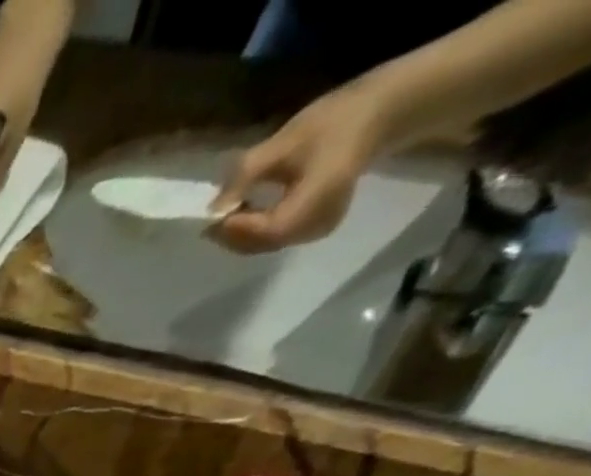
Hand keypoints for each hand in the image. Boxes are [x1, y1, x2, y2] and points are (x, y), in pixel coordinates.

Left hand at [211, 85, 393, 253]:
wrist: (381, 115)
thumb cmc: (336, 120)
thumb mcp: (287, 140)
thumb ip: (248, 173)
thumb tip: (214, 207)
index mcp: (320, 197)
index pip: (270, 229)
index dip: (238, 229)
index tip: (213, 218)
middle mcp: (319, 222)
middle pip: (265, 242)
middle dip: (233, 235)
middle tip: (210, 221)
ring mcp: (318, 229)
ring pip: (268, 244)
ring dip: (241, 236)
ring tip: (223, 217)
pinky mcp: (315, 228)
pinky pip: (277, 238)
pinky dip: (256, 232)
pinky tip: (244, 217)